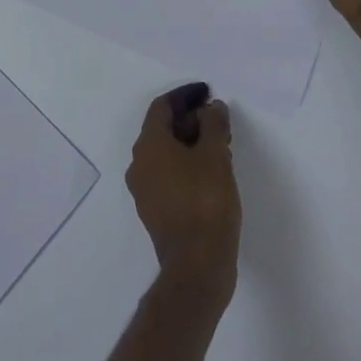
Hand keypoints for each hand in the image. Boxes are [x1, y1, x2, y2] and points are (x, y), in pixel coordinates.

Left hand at [125, 85, 240, 300]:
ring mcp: (145, 191)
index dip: (186, 95)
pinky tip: (213, 171)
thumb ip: (213, 124)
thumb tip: (212, 108)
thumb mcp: (215, 155)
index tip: (208, 93)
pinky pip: (169, 175)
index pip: (162, 106)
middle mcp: (140, 164)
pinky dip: (188, 164)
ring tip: (221, 145)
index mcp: (148, 145)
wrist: (196, 267)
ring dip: (191, 143)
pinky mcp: (156, 212)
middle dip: (192, 119)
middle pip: (163, 129)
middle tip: (219, 121)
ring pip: (167, 153)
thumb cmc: (205, 202)